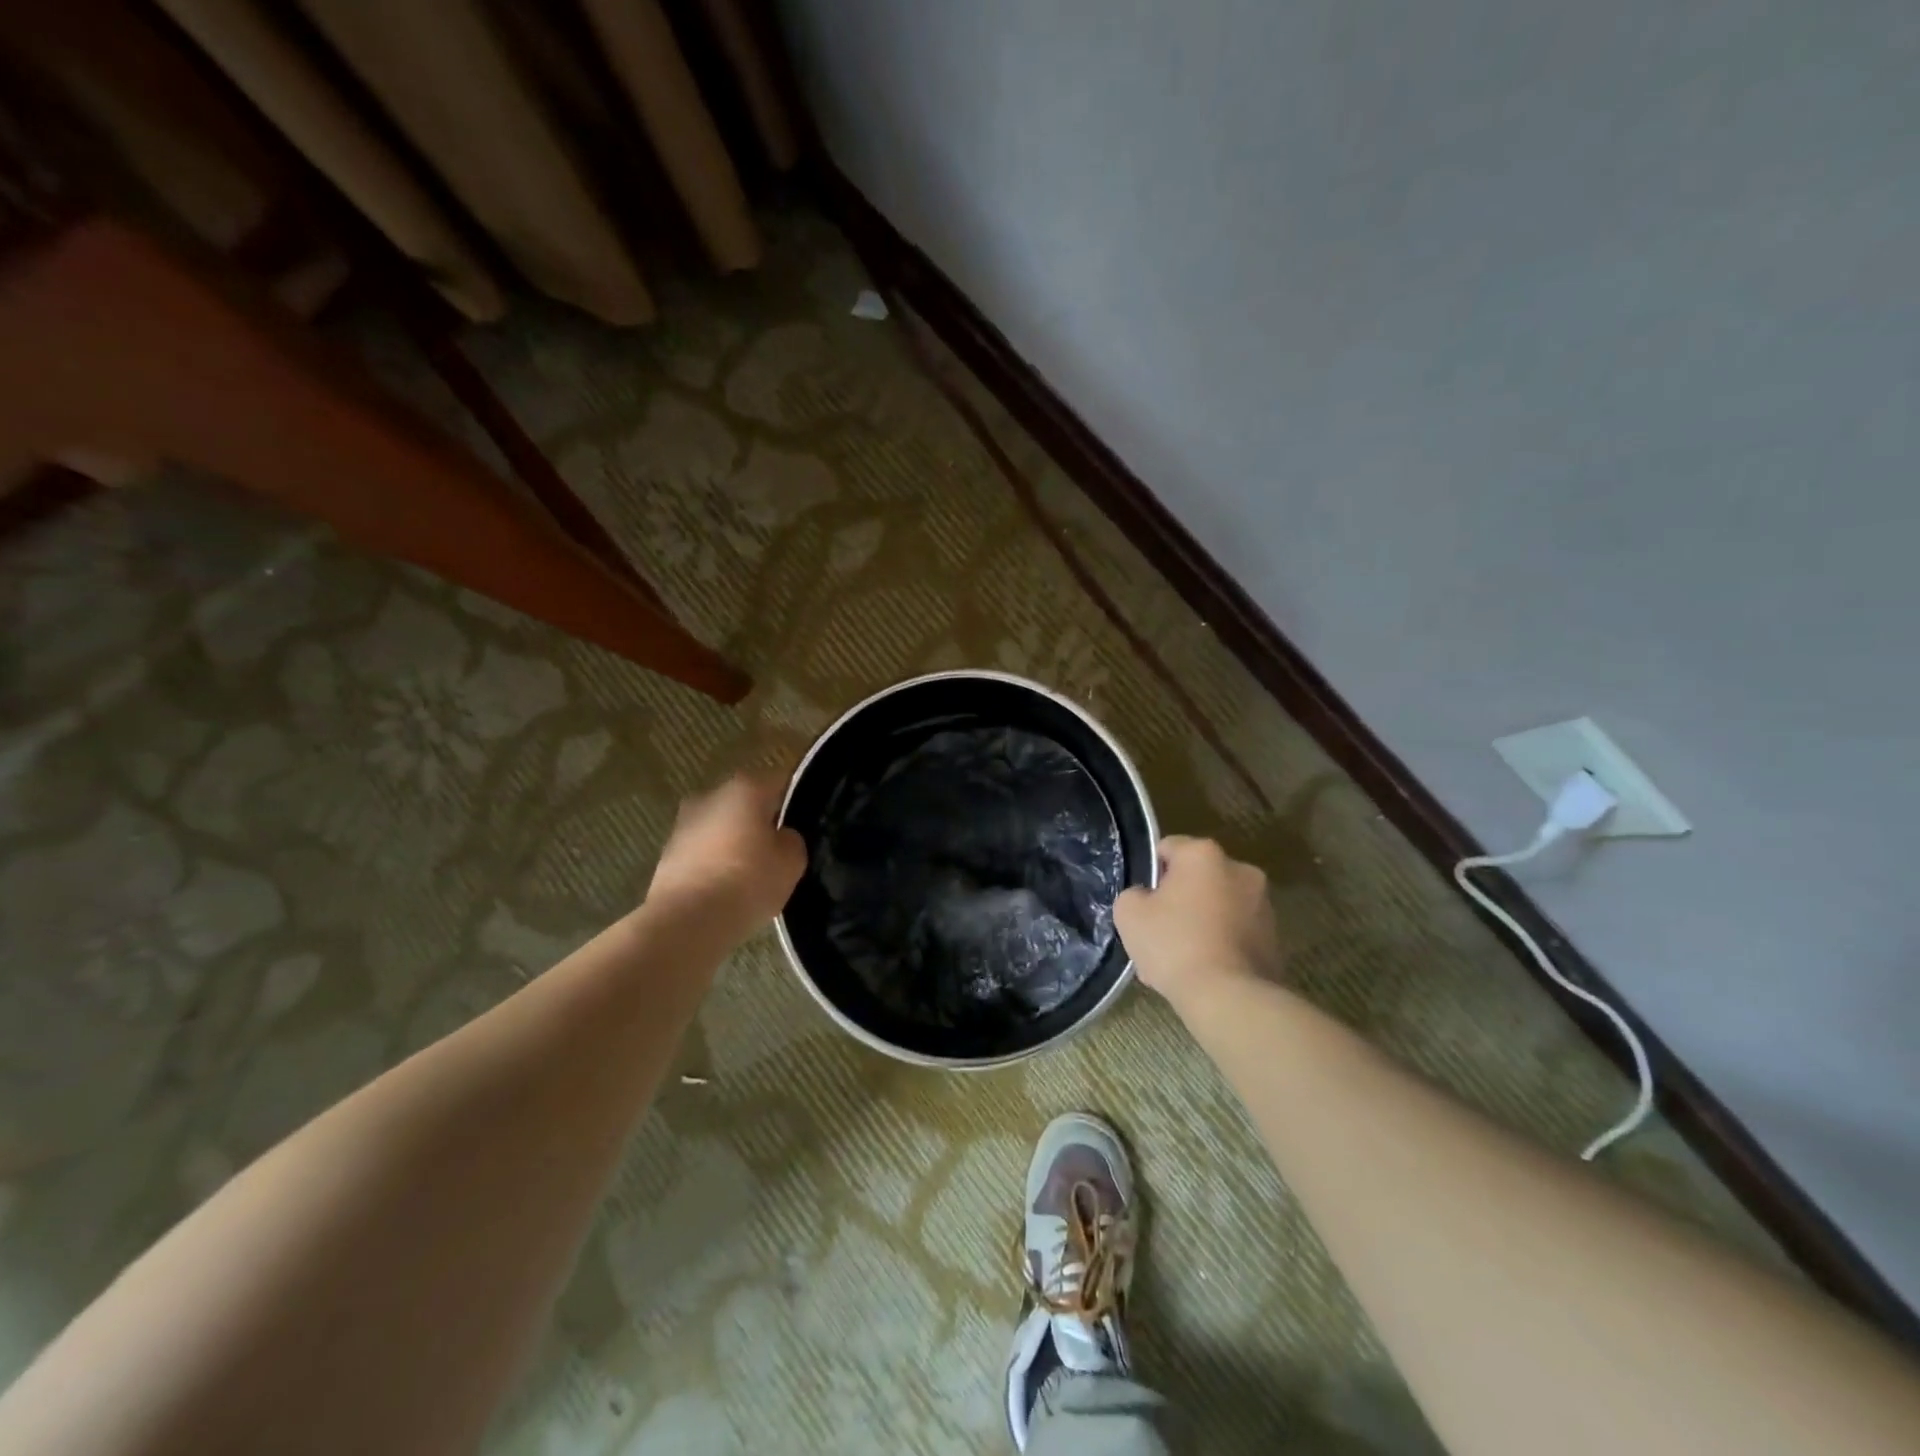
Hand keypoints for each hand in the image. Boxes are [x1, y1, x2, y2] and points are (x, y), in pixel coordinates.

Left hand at [644, 773, 807, 946]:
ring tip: (751, 874)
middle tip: (779, 850)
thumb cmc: (747, 881)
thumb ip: (791, 839)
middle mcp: (711, 794)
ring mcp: (684, 823)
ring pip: (721, 826)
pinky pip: (703, 851)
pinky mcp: (666, 853)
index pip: (781, 781)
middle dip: (761, 821)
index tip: (805, 822)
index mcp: (746, 788)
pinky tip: (726, 888)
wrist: (686, 922)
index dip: (796, 799)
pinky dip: (715, 862)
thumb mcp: (792, 861)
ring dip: (735, 842)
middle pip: (746, 802)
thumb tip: (780, 836)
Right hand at [1114, 836, 1280, 1012]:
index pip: (1167, 848)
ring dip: (1201, 921)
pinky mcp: (1275, 937)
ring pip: (1218, 905)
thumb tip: (1146, 898)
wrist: (1228, 996)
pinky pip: (1236, 932)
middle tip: (1160, 930)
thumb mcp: (1129, 913)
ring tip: (1182, 957)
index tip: (1143, 902)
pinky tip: (1204, 970)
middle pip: (1197, 877)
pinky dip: (1221, 943)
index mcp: (1203, 854)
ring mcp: (1263, 903)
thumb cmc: (1174, 944)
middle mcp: (1240, 869)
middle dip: (1179, 898)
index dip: (1150, 873)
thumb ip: (1134, 894)